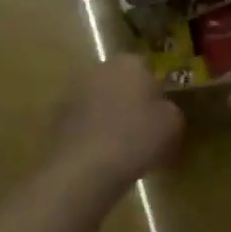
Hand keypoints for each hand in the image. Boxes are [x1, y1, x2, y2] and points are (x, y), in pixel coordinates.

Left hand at [53, 55, 184, 184]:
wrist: (85, 168)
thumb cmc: (136, 137)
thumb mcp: (173, 124)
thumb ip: (171, 110)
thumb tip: (162, 110)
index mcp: (128, 62)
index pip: (147, 69)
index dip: (156, 92)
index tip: (162, 115)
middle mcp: (98, 69)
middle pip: (121, 84)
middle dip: (131, 102)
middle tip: (144, 131)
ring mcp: (73, 93)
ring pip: (100, 103)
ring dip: (110, 118)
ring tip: (123, 149)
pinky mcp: (57, 119)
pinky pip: (84, 124)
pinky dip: (93, 135)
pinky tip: (102, 159)